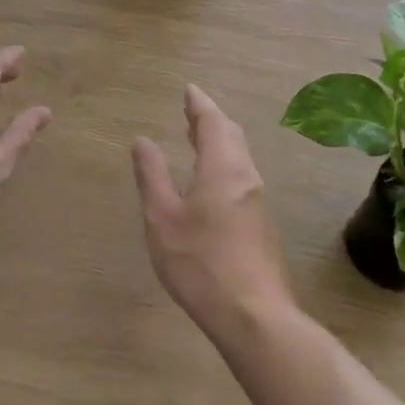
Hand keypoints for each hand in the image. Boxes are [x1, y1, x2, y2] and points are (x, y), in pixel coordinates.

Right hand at [132, 84, 293, 338]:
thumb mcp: (162, 218)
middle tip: (191, 111)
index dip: (199, 105)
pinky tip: (211, 180)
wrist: (253, 314)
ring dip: (219, 141)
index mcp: (222, 167)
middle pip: (231, 136)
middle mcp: (245, 176)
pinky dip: (224, 162)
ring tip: (197, 139)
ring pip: (239, 157)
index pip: (212, 122)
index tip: (189, 90)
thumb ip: (152, 176)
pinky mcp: (261, 224)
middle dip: (210, 120)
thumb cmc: (200, 262)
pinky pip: (241, 176)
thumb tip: (142, 141)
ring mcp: (257, 201)